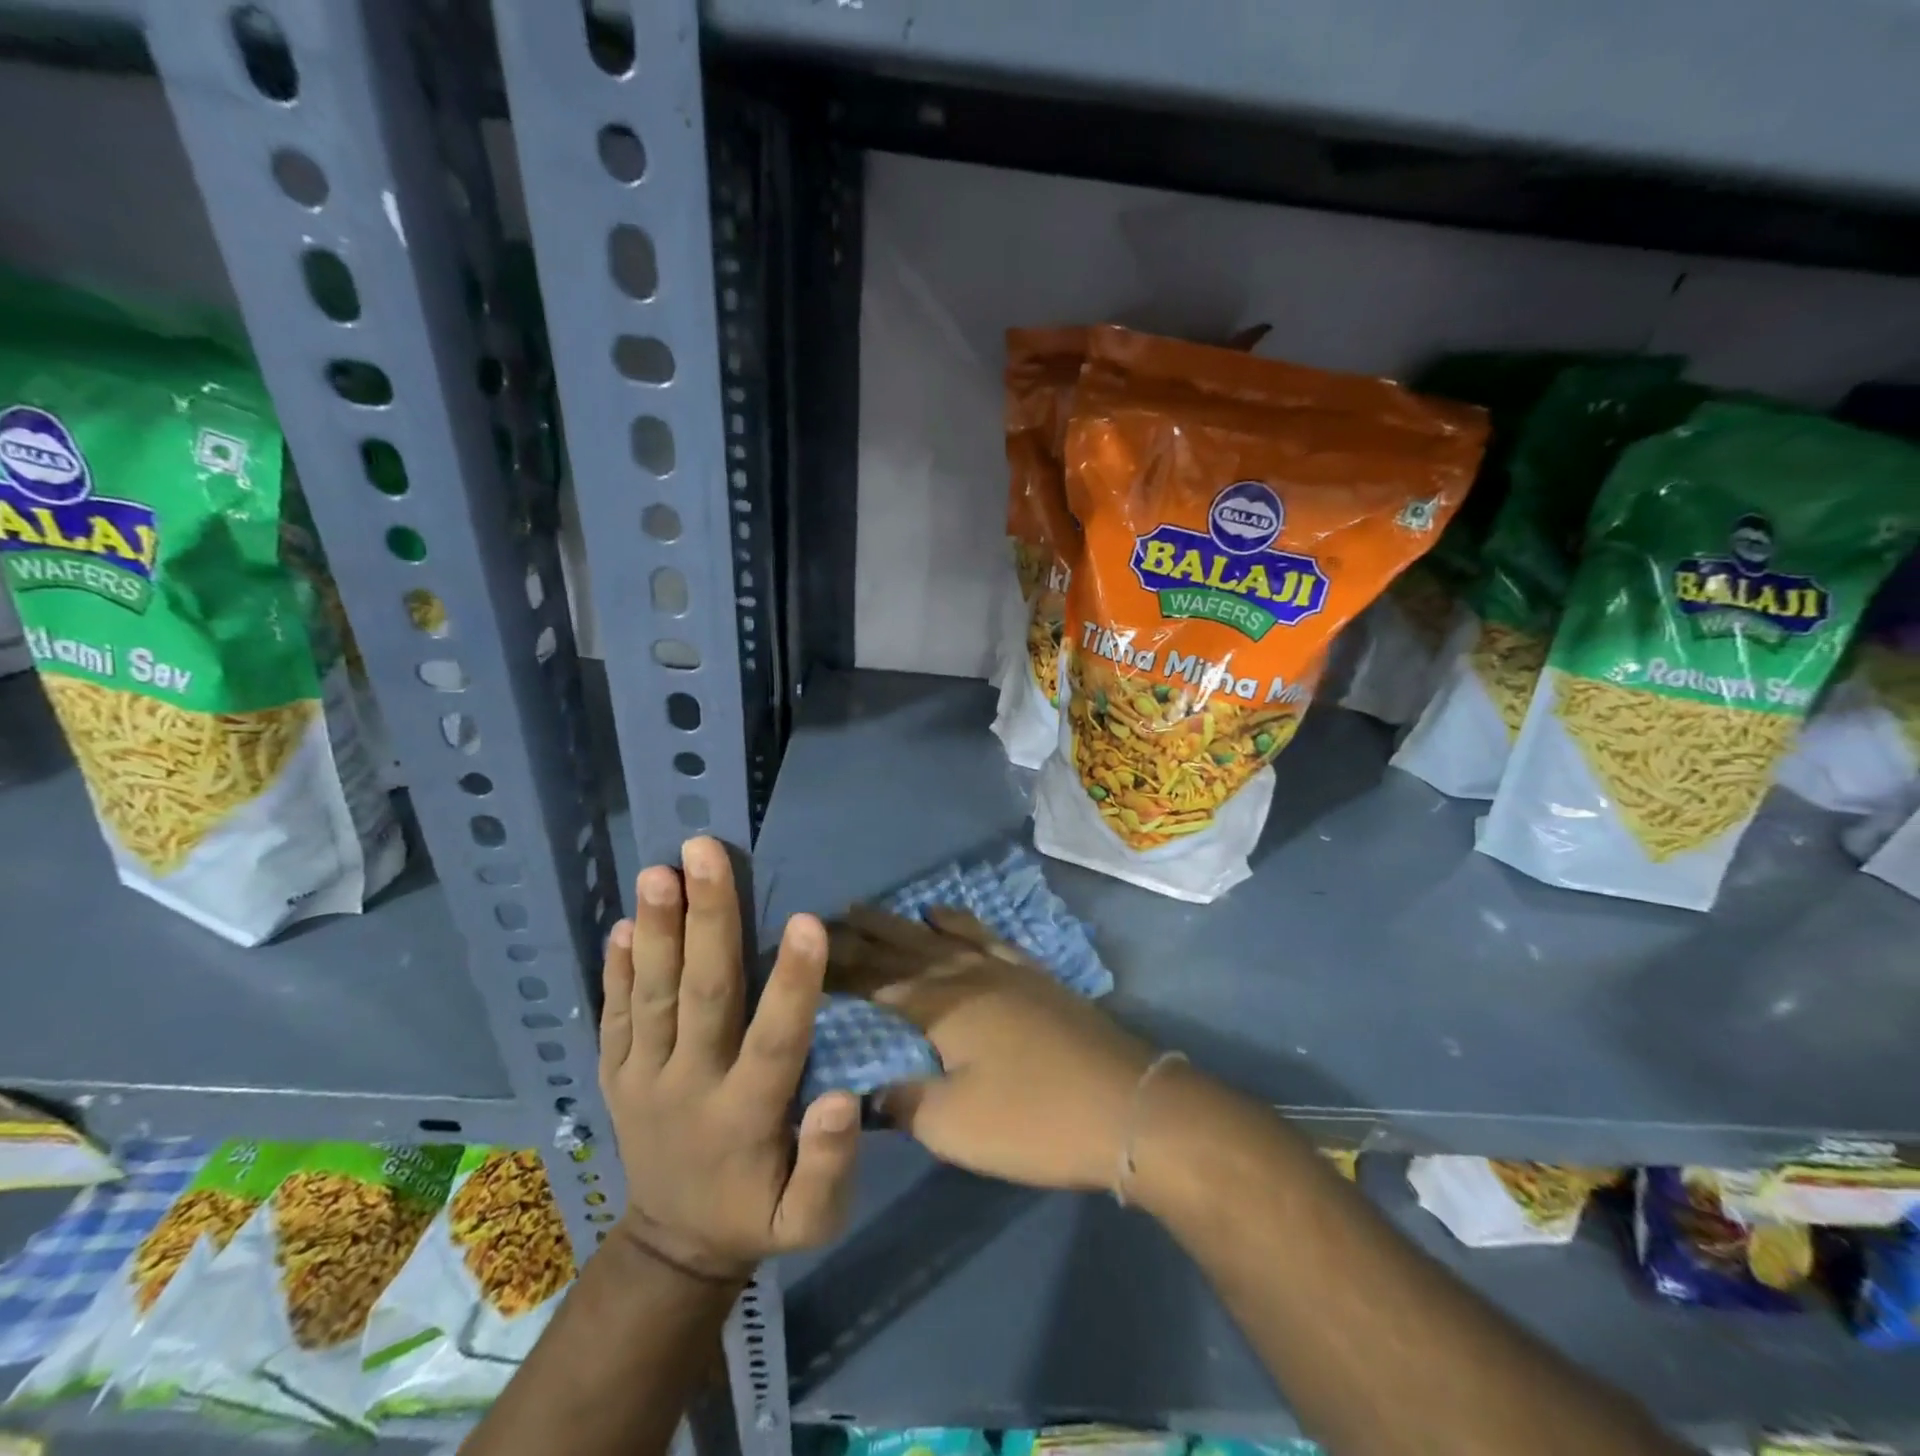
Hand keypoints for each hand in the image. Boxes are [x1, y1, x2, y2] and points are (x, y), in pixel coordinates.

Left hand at [598, 836, 860, 1281]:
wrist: (672, 1247)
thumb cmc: (757, 1215)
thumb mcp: (810, 1221)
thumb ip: (829, 1165)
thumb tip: (841, 1098)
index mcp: (745, 1117)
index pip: (775, 1041)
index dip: (792, 983)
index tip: (807, 921)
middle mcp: (689, 1086)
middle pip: (701, 995)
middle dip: (707, 920)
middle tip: (704, 853)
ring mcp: (643, 1078)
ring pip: (652, 995)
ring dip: (656, 930)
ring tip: (657, 871)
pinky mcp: (615, 1075)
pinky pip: (614, 1017)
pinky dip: (616, 970)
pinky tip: (621, 924)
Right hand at [828, 905, 1152, 1191]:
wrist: (1129, 1107)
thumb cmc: (1034, 1118)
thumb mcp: (955, 1125)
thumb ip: (902, 1102)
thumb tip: (865, 1090)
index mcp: (942, 1006)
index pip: (876, 979)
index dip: (839, 967)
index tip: (806, 953)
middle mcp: (968, 975)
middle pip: (906, 947)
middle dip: (865, 933)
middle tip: (831, 916)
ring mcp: (1006, 971)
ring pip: (943, 936)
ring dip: (906, 923)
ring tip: (876, 910)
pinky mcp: (1035, 978)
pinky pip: (987, 938)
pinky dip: (962, 923)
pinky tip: (950, 917)